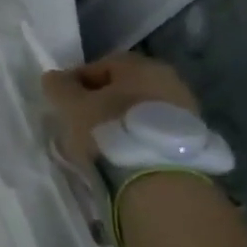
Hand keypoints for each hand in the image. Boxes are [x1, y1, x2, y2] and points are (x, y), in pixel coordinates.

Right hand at [41, 51, 198, 162]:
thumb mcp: (72, 106)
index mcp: (140, 65)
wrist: (160, 180)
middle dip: (101, 102)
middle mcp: (168, 80)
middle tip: (81, 122)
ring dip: (120, 122)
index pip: (101, 65)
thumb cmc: (110, 130)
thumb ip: (59, 87)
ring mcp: (186, 110)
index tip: (63, 103)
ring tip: (101, 144)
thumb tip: (54, 78)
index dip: (77, 82)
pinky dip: (137, 138)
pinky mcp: (193, 140)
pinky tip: (124, 155)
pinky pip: (154, 132)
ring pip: (140, 111)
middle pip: (124, 88)